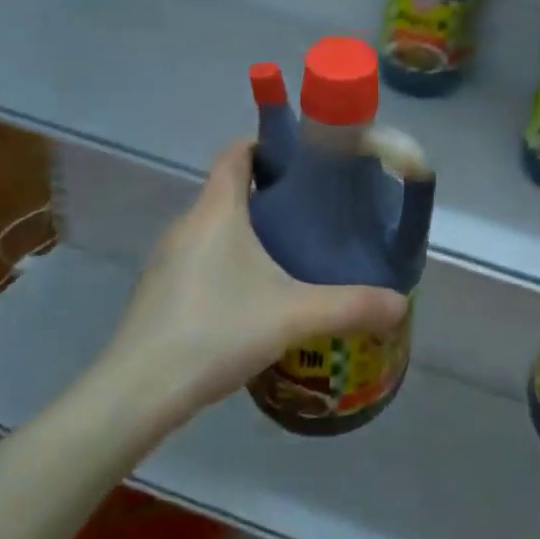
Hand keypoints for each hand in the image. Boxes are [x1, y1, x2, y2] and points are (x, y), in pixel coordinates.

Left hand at [95, 142, 408, 412]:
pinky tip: (253, 297)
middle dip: (270, 194)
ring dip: (249, 231)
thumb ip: (352, 306)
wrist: (138, 393)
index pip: (236, 153)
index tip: (305, 161)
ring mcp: (168, 260)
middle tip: (315, 213)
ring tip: (291, 253)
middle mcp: (187, 225)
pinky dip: (229, 262)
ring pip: (215, 228)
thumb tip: (401, 303)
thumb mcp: (295, 316)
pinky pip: (201, 259)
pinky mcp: (160, 292)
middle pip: (228, 190)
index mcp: (216, 211)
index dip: (268, 145)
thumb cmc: (217, 331)